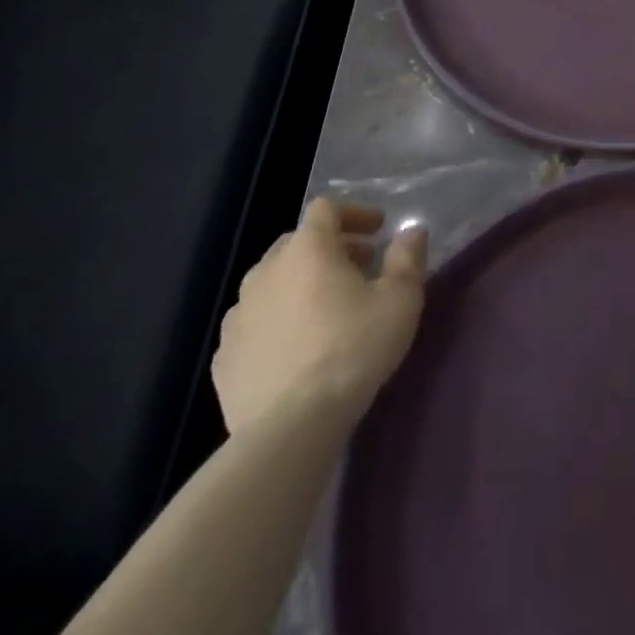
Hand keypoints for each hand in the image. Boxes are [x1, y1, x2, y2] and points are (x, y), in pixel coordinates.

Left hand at [212, 198, 427, 436]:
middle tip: (359, 266)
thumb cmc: (354, 348)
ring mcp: (237, 316)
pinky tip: (297, 347)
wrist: (291, 426)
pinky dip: (277, 321)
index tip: (378, 229)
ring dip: (300, 284)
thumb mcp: (401, 298)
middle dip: (330, 248)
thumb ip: (407, 257)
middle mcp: (265, 273)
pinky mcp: (223, 358)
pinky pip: (254, 324)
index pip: (326, 209)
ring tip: (327, 308)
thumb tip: (410, 232)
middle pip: (296, 243)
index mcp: (307, 250)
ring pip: (271, 283)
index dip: (354, 213)